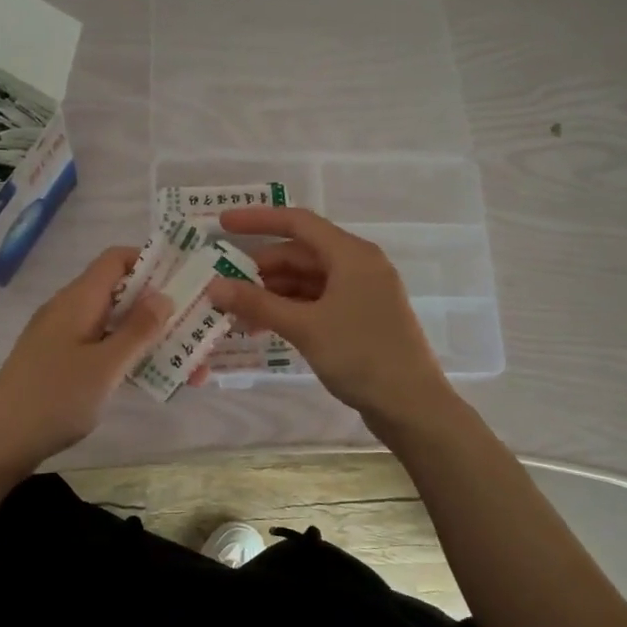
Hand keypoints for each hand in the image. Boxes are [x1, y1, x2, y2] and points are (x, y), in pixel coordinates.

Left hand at [0, 246, 169, 482]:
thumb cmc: (54, 399)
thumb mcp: (105, 366)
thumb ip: (137, 330)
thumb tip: (164, 294)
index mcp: (78, 300)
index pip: (116, 259)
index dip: (151, 261)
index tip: (186, 279)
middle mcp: (70, 310)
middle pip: (120, 292)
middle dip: (160, 306)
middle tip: (198, 324)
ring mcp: (62, 337)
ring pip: (114, 324)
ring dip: (149, 336)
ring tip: (190, 360)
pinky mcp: (60, 362)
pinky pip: (101, 346)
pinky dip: (128, 355)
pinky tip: (155, 376)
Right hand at [209, 207, 454, 423]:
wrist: (412, 406)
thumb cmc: (361, 356)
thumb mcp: (305, 327)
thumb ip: (258, 303)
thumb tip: (213, 286)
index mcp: (352, 254)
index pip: (298, 223)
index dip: (258, 220)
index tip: (223, 224)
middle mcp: (359, 266)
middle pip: (301, 254)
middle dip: (261, 269)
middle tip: (223, 286)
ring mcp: (362, 293)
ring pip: (308, 281)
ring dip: (273, 293)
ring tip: (237, 313)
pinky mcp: (361, 318)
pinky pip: (318, 302)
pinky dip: (291, 310)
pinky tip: (265, 328)